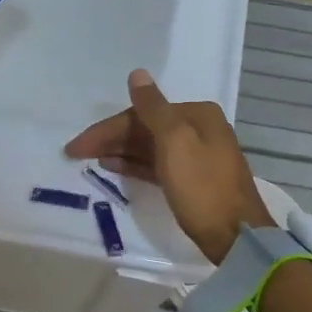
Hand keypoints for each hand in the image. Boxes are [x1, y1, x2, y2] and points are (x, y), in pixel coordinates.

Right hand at [65, 69, 273, 263]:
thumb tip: (137, 74)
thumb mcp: (175, 143)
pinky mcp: (193, 180)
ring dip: (119, 150)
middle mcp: (199, 129)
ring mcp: (197, 155)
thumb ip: (153, 108)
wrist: (236, 237)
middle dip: (111, 139)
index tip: (76, 146)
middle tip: (76, 153)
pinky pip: (157, 164)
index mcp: (197, 115)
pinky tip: (113, 167)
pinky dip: (135, 164)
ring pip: (150, 146)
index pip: (142, 114)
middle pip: (145, 128)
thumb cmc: (202, 187)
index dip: (107, 128)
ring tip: (90, 159)